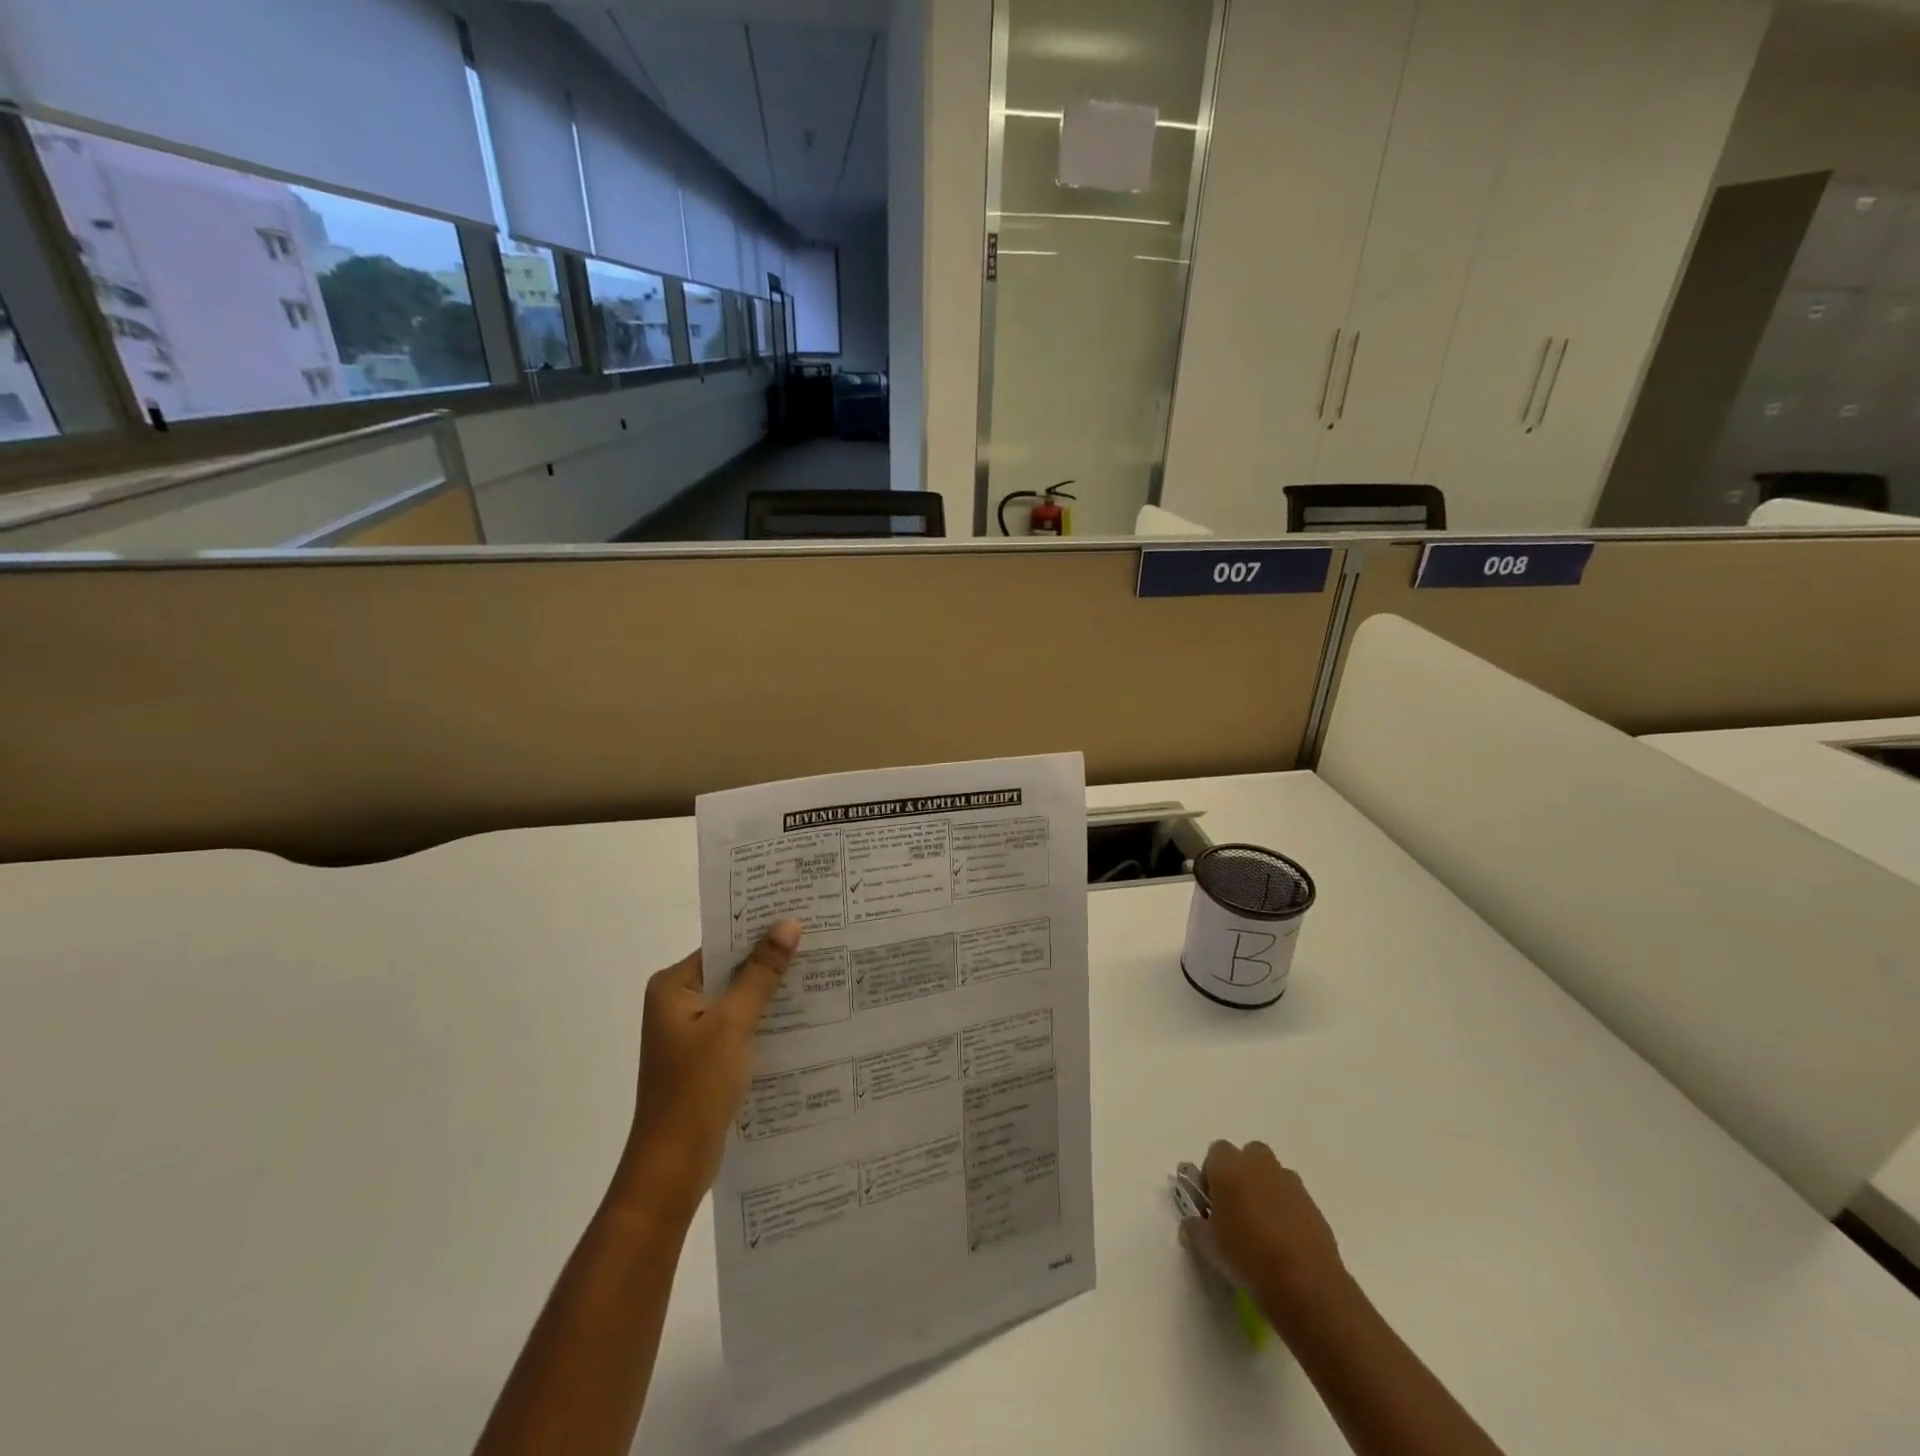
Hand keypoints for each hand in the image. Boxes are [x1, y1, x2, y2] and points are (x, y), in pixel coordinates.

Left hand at [610, 920, 801, 1224]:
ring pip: (739, 998)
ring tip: (821, 970)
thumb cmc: (696, 1088)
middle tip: (820, 939)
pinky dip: (765, 1018)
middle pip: (732, 969)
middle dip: (771, 959)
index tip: (802, 916)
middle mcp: (678, 1002)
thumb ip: (761, 973)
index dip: (760, 930)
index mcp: (673, 986)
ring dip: (771, 990)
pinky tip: (802, 1015)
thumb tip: (788, 923)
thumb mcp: (733, 1024)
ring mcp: (691, 1032)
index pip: (722, 944)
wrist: (673, 1168)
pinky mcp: (706, 1057)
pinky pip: (740, 1024)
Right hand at [1181, 1140, 1347, 1326]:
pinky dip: (1287, 1211)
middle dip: (1241, 1176)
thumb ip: (1195, 1227)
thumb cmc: (1246, 1256)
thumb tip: (1193, 1223)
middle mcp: (1258, 1163)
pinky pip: (1292, 1198)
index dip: (1211, 1177)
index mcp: (1228, 1166)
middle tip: (1236, 1210)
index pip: (1214, 1154)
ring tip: (1262, 1230)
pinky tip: (1285, 1243)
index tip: (1211, 1205)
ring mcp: (1289, 1182)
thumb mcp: (1208, 1247)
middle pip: (1247, 1156)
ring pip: (1272, 1176)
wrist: (1305, 1283)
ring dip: (1265, 1191)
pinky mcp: (1313, 1204)